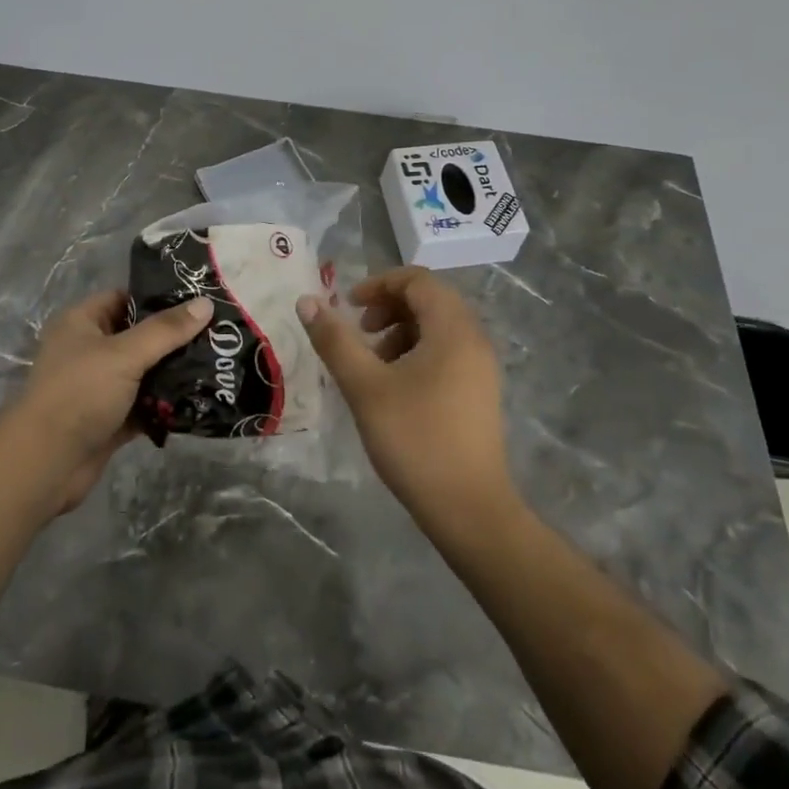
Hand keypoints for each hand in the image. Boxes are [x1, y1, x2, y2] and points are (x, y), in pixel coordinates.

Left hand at [6, 290, 212, 514]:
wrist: (45, 465)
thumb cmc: (80, 393)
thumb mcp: (124, 354)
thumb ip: (166, 330)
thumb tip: (206, 303)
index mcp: (82, 323)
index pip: (125, 298)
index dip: (159, 297)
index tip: (199, 300)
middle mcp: (89, 350)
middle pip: (139, 336)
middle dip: (175, 338)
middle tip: (218, 334)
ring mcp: (100, 387)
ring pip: (144, 372)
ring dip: (174, 372)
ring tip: (217, 364)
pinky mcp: (110, 419)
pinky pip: (145, 405)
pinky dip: (166, 404)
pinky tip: (200, 400)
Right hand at [297, 267, 514, 525]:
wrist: (469, 509)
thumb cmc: (415, 440)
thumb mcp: (365, 386)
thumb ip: (335, 340)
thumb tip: (307, 301)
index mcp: (453, 329)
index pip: (418, 279)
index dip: (379, 284)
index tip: (349, 306)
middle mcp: (474, 339)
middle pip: (429, 300)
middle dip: (389, 307)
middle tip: (360, 331)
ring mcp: (481, 368)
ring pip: (437, 328)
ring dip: (401, 331)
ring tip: (372, 364)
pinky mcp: (479, 393)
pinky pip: (446, 352)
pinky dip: (417, 353)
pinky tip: (395, 387)